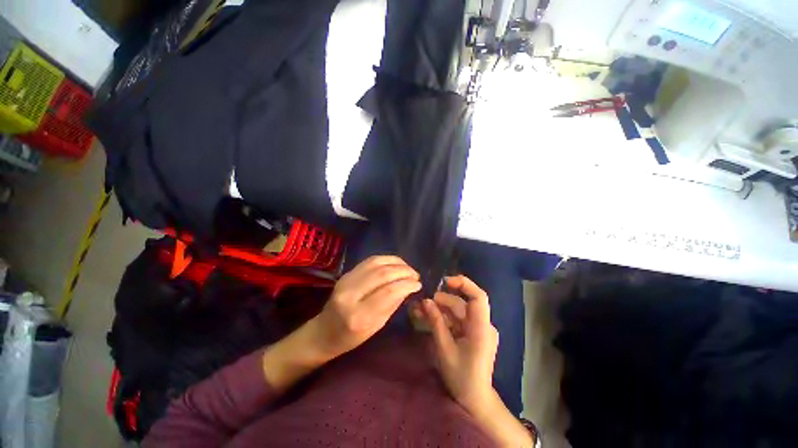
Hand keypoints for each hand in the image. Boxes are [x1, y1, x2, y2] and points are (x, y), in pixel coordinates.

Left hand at [311, 255, 420, 358]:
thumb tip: (409, 286)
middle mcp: (350, 294)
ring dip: (396, 262)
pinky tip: (395, 263)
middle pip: (382, 273)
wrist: (323, 332)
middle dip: (403, 271)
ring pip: (376, 263)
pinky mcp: (346, 273)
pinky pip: (369, 261)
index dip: (406, 284)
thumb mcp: (376, 326)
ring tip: (407, 268)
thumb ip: (392, 304)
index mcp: (359, 315)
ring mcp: (346, 280)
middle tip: (415, 275)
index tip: (418, 283)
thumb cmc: (351, 337)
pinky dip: (386, 259)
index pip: (388, 292)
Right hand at [421, 275, 498, 413]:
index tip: (445, 281)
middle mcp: (483, 324)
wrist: (475, 399)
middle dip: (442, 300)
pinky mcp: (474, 333)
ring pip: (459, 311)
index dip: (463, 284)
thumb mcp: (444, 348)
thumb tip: (426, 301)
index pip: (478, 297)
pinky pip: (459, 320)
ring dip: (441, 309)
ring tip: (422, 310)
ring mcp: (479, 328)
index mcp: (481, 328)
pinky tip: (431, 318)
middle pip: (463, 304)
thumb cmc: (461, 376)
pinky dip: (445, 318)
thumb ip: (436, 322)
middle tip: (423, 303)